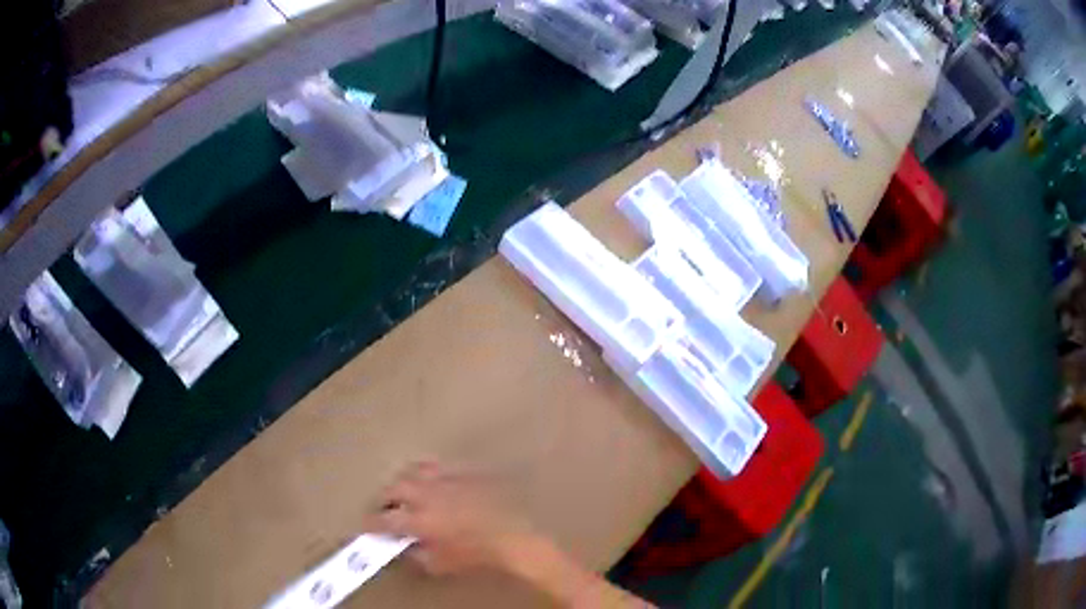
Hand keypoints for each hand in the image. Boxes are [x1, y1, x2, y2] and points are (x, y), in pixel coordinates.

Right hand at [370, 462, 537, 576]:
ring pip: (412, 471)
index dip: (371, 523)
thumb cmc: (477, 554)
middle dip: (384, 499)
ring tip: (404, 493)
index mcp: (418, 519)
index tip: (367, 527)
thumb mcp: (441, 563)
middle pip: (393, 489)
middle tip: (384, 510)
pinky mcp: (463, 473)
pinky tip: (432, 485)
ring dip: (403, 482)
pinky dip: (427, 476)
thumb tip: (405, 546)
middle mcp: (426, 494)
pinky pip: (437, 468)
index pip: (383, 519)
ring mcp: (445, 480)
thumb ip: (416, 555)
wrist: (514, 536)